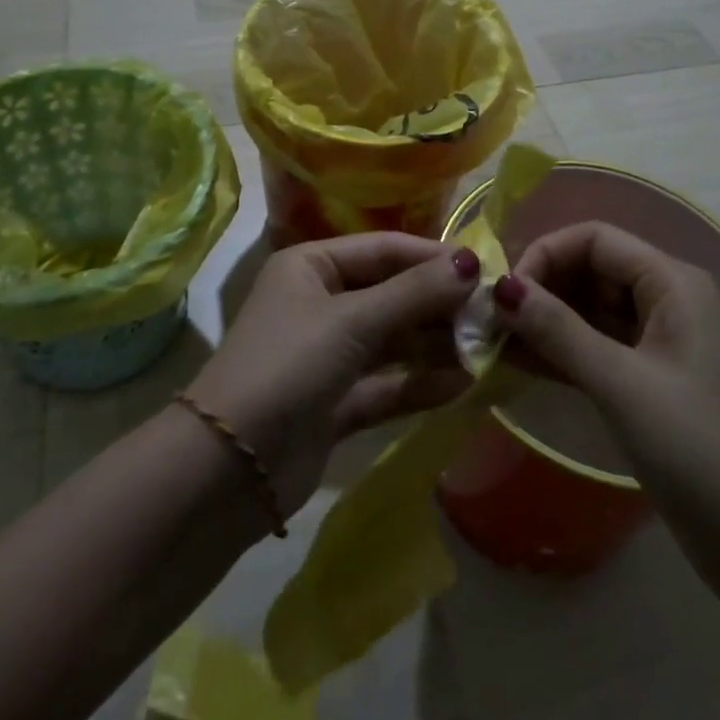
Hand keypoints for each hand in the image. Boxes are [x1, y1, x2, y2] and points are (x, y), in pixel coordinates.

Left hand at [184, 234, 479, 515]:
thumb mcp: (352, 321)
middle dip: (439, 305)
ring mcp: (328, 354)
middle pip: (391, 294)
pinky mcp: (335, 402)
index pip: (384, 249)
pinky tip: (463, 385)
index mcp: (312, 265)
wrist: (227, 469)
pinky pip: (386, 384)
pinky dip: (419, 384)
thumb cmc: (288, 366)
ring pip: (392, 341)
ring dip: (435, 345)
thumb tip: (472, 262)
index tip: (484, 270)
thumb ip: (414, 293)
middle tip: (492, 316)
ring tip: (486, 350)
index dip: (433, 257)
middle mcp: (320, 302)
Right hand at [494, 222, 719, 520]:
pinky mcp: (649, 382)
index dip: (545, 254)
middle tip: (488, 320)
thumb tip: (498, 287)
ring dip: (543, 321)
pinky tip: (515, 362)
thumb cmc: (700, 450)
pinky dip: (558, 352)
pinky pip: (594, 348)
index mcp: (672, 283)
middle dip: (539, 288)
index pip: (594, 239)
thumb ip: (557, 330)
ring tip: (491, 341)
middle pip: (590, 270)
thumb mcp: (621, 384)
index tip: (502, 293)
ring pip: (589, 311)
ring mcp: (658, 343)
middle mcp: (666, 300)